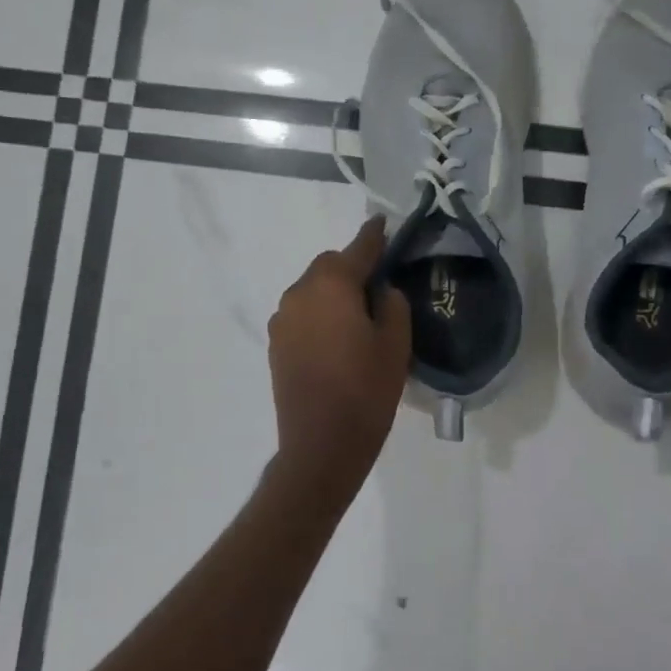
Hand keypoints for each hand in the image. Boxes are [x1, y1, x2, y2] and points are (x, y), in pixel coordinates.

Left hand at [269, 217, 411, 485]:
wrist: (320, 446)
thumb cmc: (366, 391)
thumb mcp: (396, 344)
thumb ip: (392, 304)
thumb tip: (381, 290)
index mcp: (331, 285)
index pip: (358, 248)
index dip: (375, 236)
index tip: (384, 224)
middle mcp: (299, 292)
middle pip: (330, 267)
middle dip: (353, 270)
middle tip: (379, 289)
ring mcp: (282, 319)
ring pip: (313, 290)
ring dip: (334, 294)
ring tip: (358, 320)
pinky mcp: (275, 344)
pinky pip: (302, 314)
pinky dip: (319, 315)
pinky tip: (337, 340)